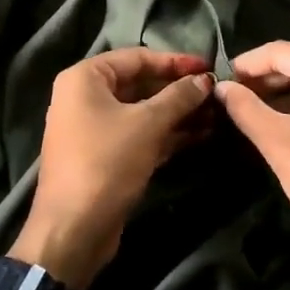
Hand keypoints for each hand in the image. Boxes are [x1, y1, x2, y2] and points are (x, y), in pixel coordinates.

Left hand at [13, 48, 214, 289]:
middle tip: (216, 93)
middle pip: (140, 84)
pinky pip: (140, 135)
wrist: (73, 231)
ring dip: (178, 113)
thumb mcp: (147, 124)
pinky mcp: (106, 156)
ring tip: (217, 115)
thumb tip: (205, 80)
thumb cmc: (106, 163)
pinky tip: (201, 135)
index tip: (208, 66)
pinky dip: (167, 134)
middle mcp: (86, 97)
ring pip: (142, 112)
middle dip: (178, 90)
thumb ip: (178, 97)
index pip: (137, 58)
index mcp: (85, 78)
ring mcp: (94, 129)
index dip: (174, 61)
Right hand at [216, 42, 289, 289]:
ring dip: (280, 93)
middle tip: (230, 95)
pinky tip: (276, 123)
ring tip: (246, 109)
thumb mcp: (277, 142)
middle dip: (263, 78)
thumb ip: (245, 108)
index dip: (248, 63)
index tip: (220, 78)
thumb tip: (221, 87)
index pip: (283, 52)